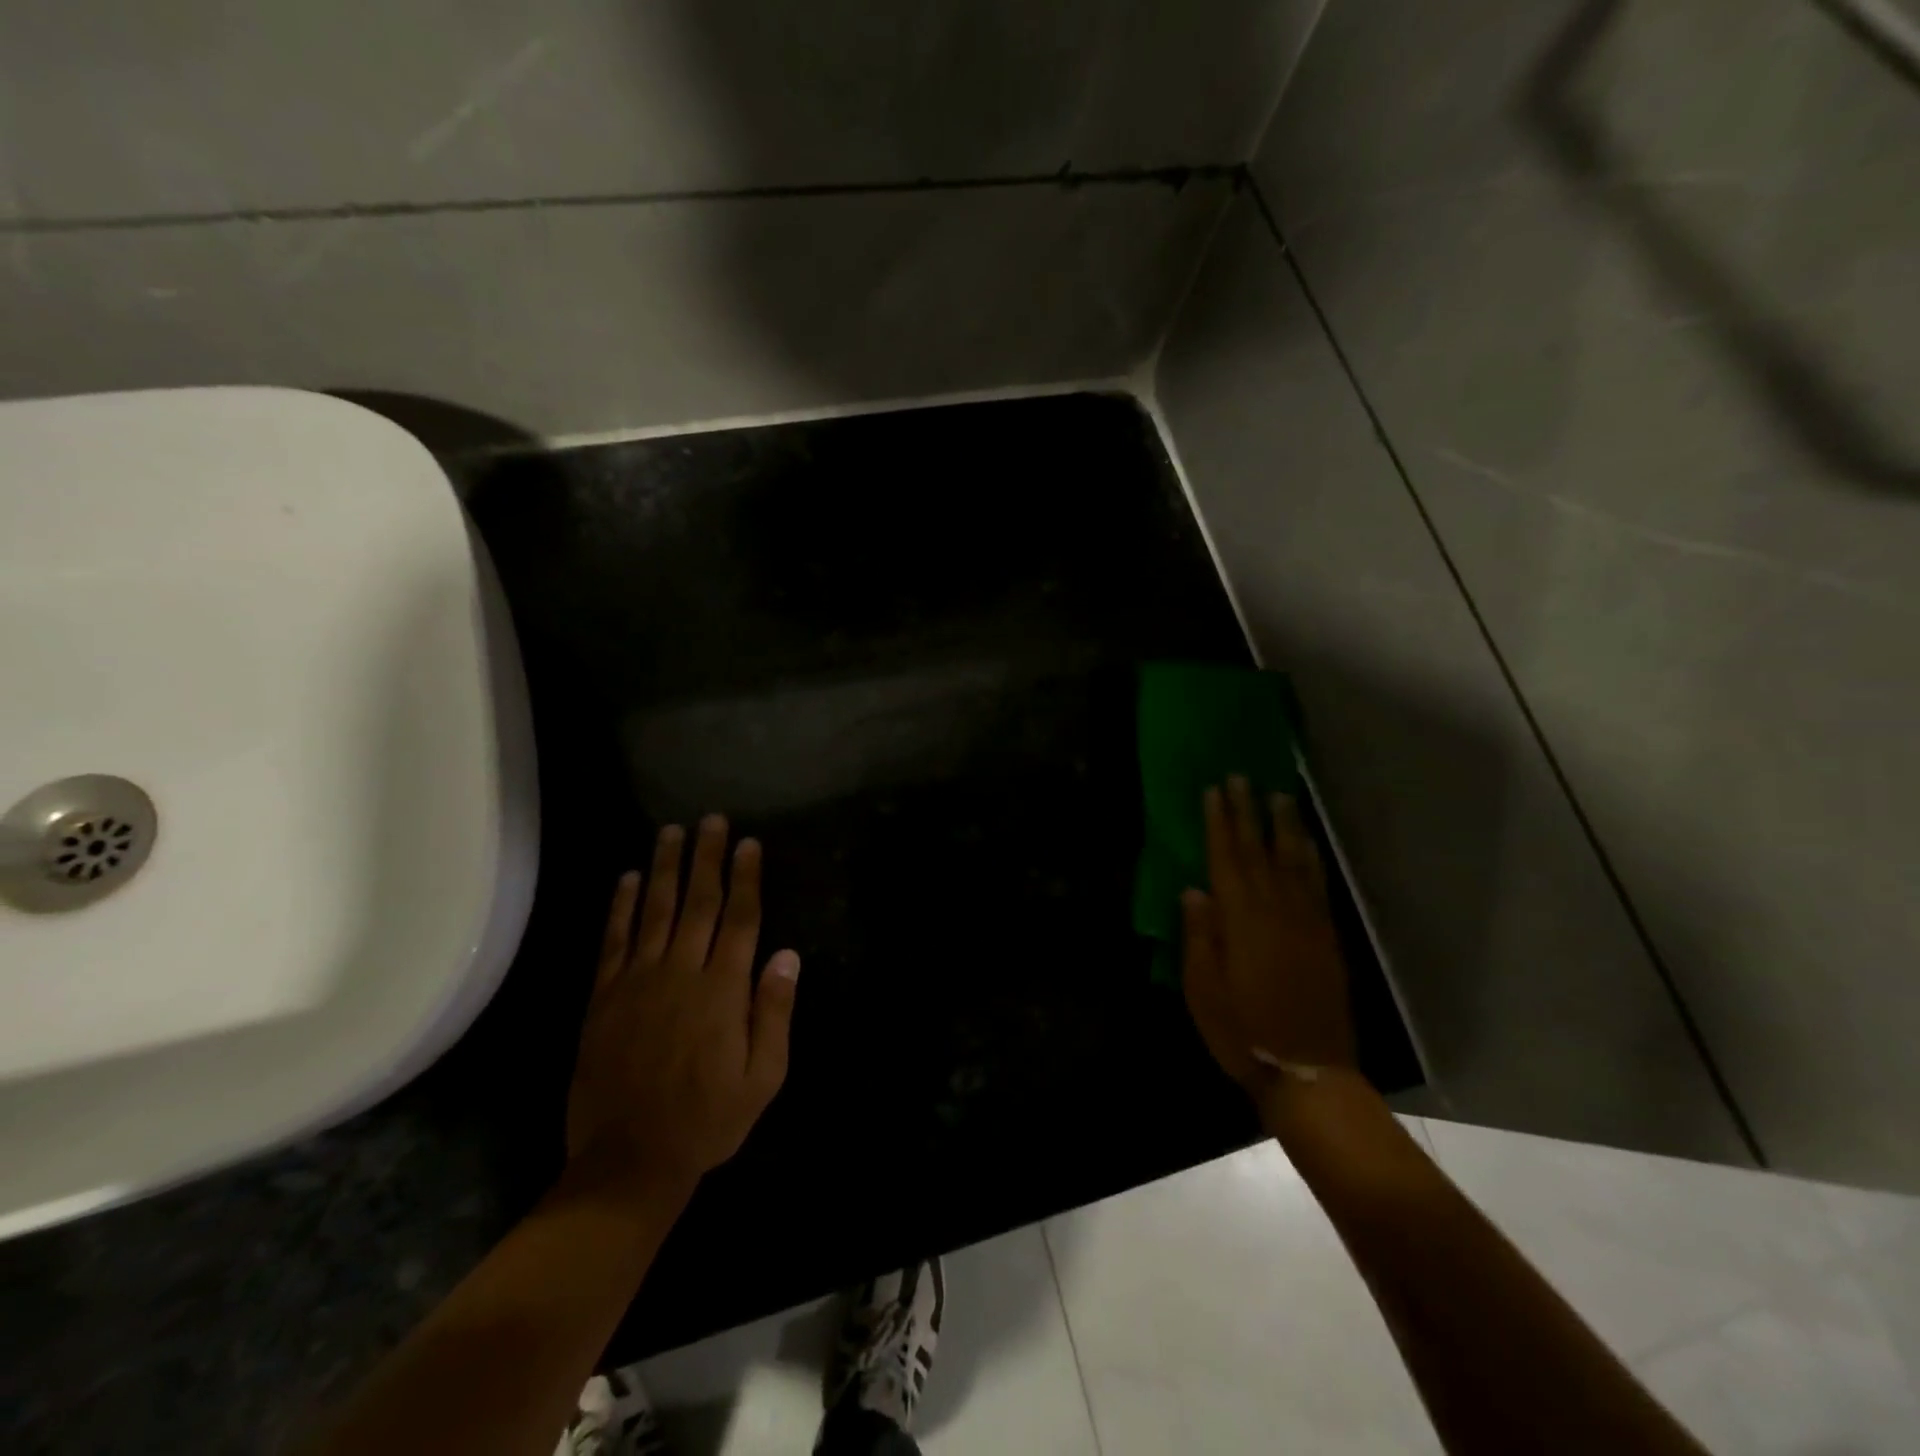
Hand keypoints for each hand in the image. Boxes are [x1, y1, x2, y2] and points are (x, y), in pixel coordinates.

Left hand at [566, 816, 800, 1193]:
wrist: (629, 1160)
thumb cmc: (708, 1119)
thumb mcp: (763, 1077)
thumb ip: (774, 1012)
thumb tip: (787, 955)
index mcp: (723, 990)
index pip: (740, 918)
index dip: (746, 877)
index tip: (749, 843)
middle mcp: (681, 972)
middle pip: (698, 902)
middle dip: (707, 857)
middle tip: (711, 819)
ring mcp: (638, 981)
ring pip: (654, 910)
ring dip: (663, 868)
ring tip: (671, 832)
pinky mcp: (604, 997)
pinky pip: (613, 941)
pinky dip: (620, 907)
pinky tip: (625, 879)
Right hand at [1182, 777, 1353, 1096]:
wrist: (1308, 1072)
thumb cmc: (1243, 1033)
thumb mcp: (1204, 990)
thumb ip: (1200, 937)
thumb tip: (1193, 890)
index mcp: (1241, 922)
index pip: (1226, 859)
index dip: (1219, 823)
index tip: (1214, 790)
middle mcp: (1276, 911)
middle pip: (1259, 851)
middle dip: (1248, 812)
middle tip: (1241, 777)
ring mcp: (1306, 922)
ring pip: (1294, 861)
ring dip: (1285, 826)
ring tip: (1279, 795)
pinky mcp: (1326, 937)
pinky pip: (1317, 885)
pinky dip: (1311, 858)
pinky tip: (1307, 844)